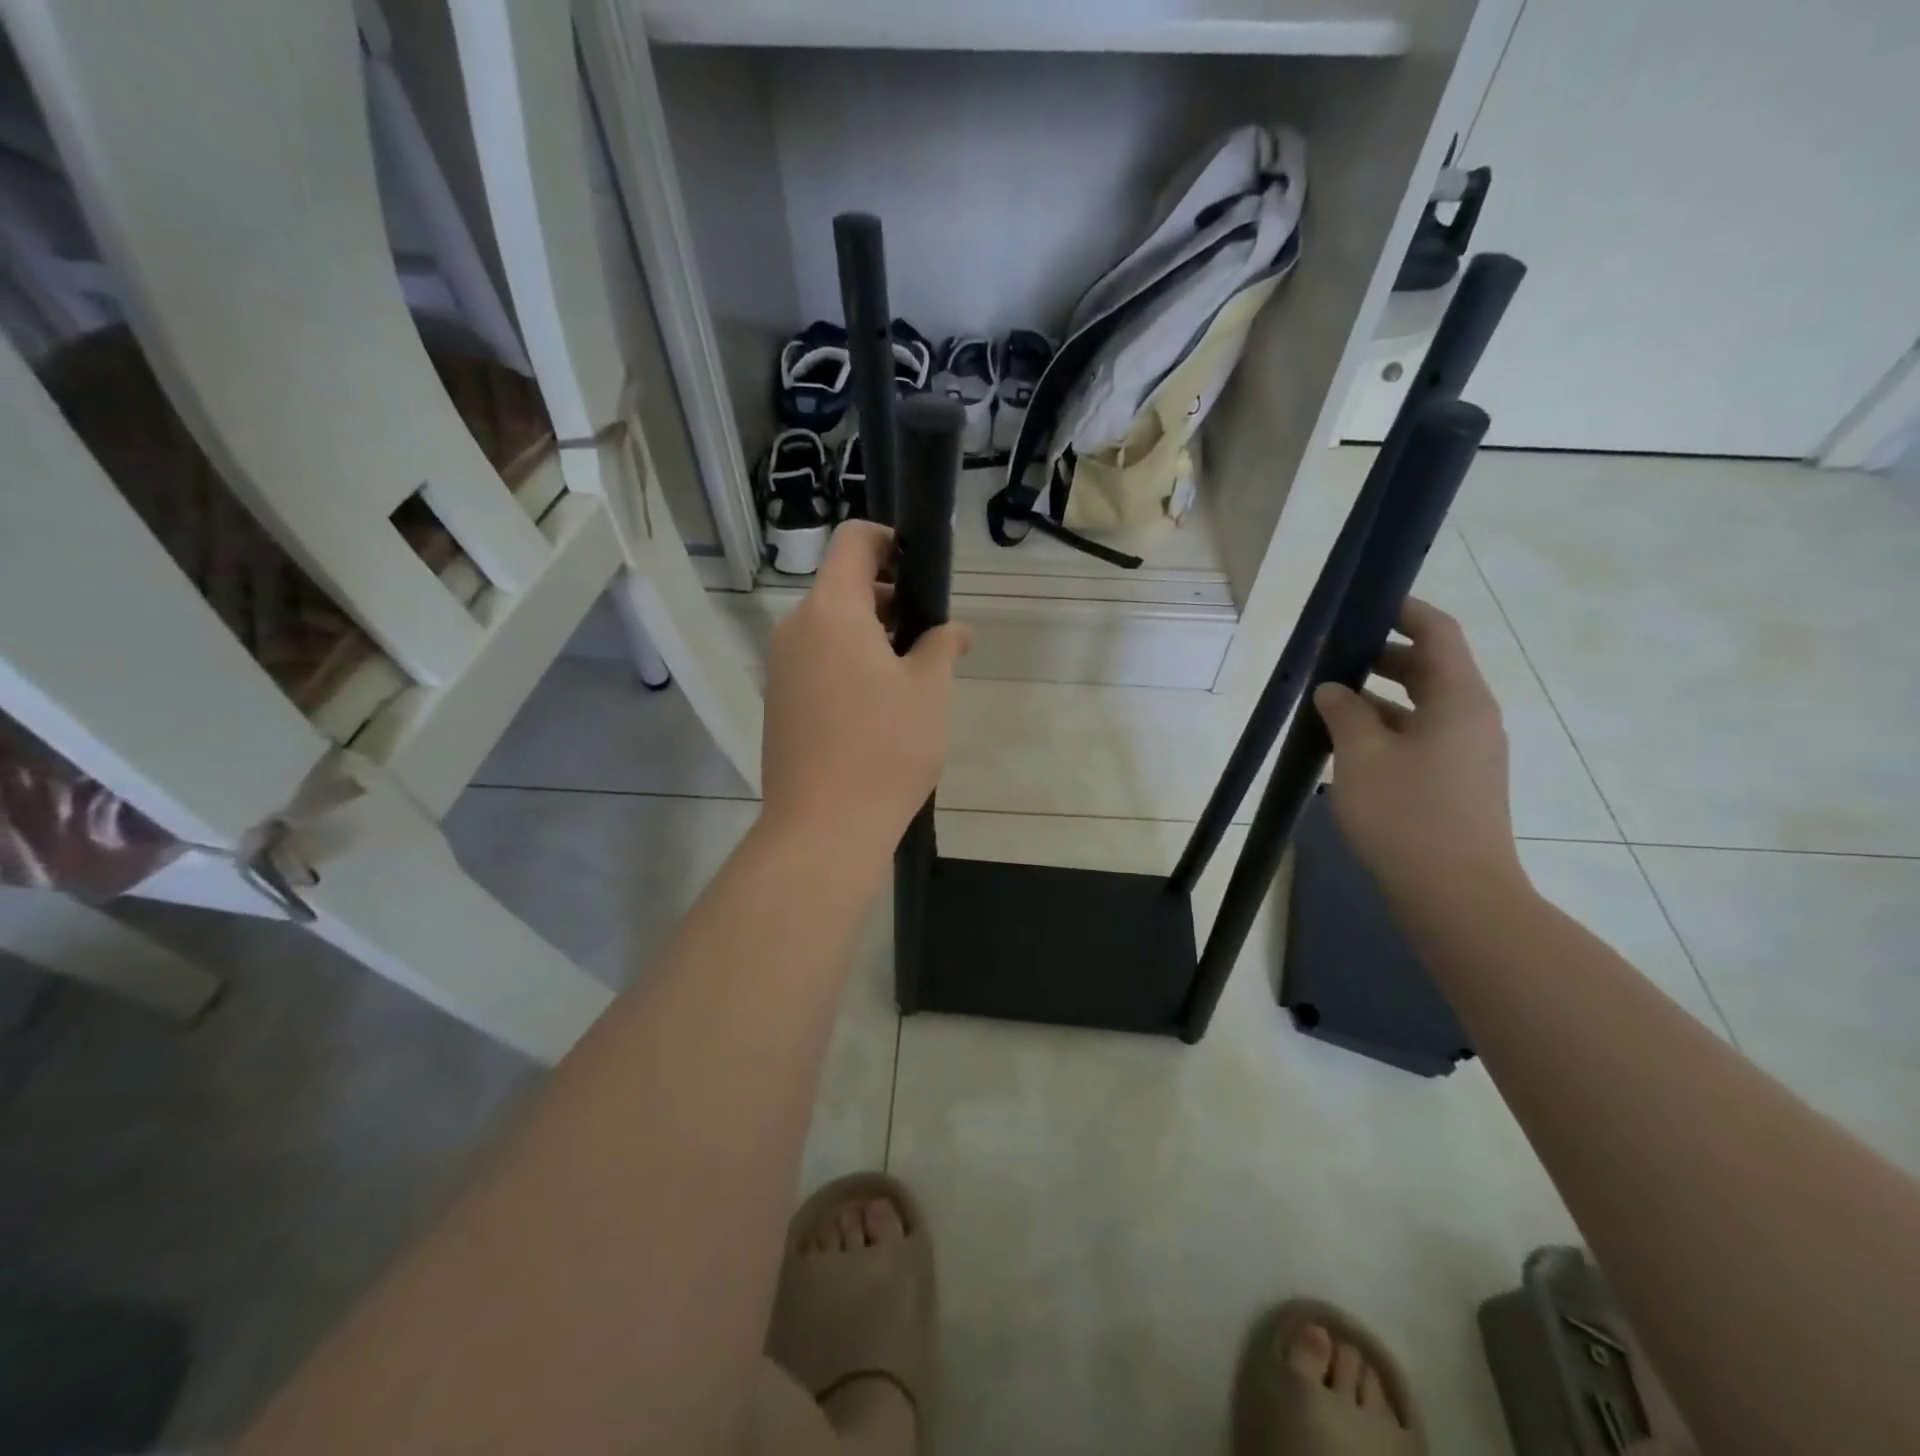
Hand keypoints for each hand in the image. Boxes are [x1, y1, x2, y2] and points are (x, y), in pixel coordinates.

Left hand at [760, 522, 970, 865]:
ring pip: (830, 629)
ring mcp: (781, 668)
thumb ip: (943, 645)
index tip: (922, 573)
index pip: (853, 541)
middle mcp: (796, 629)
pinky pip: (817, 663)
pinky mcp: (778, 703)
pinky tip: (878, 710)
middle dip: (889, 600)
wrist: (823, 827)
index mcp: (832, 610)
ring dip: (870, 637)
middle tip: (930, 640)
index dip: (890, 542)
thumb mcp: (930, 690)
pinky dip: (848, 665)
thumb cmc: (885, 747)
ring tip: (910, 681)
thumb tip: (954, 630)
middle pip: (842, 587)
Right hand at [1313, 597, 1524, 909]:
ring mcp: (1469, 751)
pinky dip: (1388, 728)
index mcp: (1458, 698)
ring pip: (1423, 705)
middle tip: (1332, 656)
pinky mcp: (1459, 780)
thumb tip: (1334, 689)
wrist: (1456, 894)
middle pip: (1430, 667)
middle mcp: (1472, 716)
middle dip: (1381, 656)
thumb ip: (1344, 712)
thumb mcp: (1360, 756)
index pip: (1436, 632)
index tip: (1364, 604)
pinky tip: (1348, 745)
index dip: (1403, 610)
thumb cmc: (1406, 814)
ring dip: (1380, 697)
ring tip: (1329, 702)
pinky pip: (1422, 736)